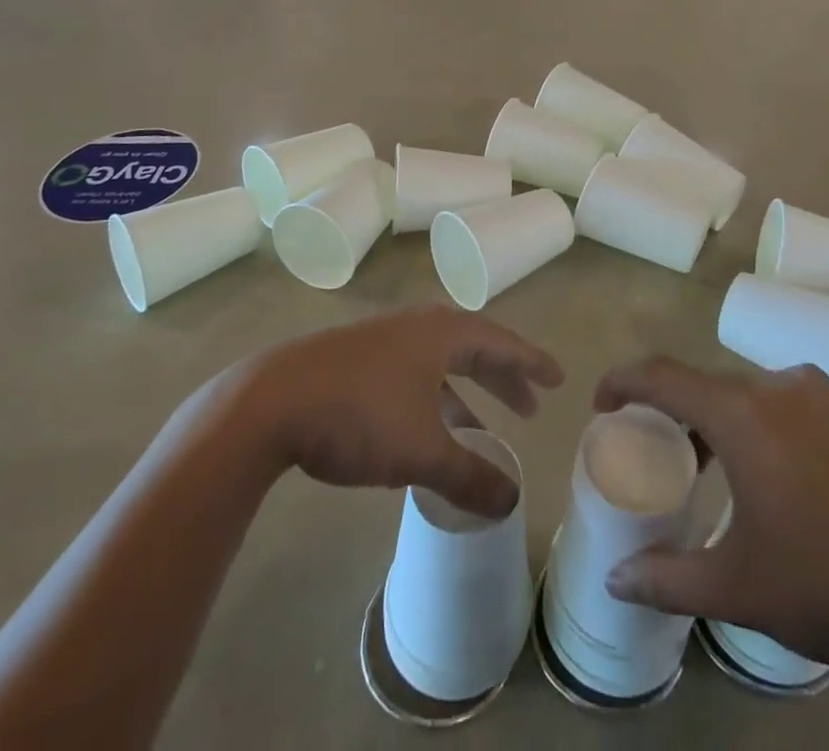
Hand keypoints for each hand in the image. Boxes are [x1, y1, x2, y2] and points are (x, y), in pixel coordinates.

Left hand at [231, 305, 563, 519]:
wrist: (270, 401)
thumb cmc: (359, 414)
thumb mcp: (421, 451)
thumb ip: (469, 475)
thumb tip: (512, 502)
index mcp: (441, 333)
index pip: (500, 341)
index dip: (530, 362)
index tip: (557, 378)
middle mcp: (416, 327)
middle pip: (472, 348)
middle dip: (502, 378)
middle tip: (529, 407)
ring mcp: (381, 340)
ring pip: (437, 363)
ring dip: (464, 393)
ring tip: (478, 431)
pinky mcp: (354, 359)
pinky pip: (410, 374)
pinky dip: (430, 399)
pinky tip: (422, 432)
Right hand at [594, 357, 828, 681]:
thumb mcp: (738, 588)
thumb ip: (666, 578)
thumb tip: (614, 580)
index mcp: (743, 415)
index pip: (664, 376)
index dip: (624, 381)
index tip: (602, 404)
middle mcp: (779, 387)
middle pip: (707, 385)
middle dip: (673, 410)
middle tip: (658, 451)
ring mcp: (823, 396)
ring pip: (749, 393)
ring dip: (720, 419)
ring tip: (714, 469)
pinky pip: (788, 402)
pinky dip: (762, 422)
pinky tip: (777, 474)